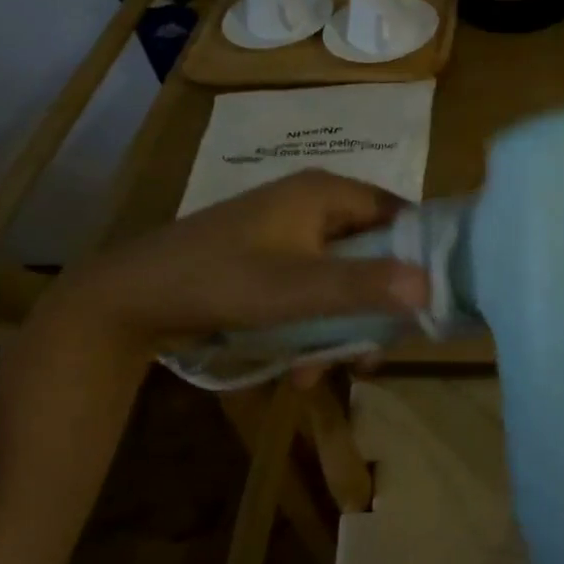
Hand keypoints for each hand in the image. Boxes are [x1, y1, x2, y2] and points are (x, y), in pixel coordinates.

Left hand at [46, 170, 430, 359]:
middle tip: (376, 351)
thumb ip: (364, 286)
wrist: (131, 297)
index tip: (431, 302)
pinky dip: (313, 324)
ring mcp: (289, 232)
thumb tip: (432, 286)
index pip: (399, 213)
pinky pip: (312, 289)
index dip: (420, 254)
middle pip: (373, 251)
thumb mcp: (296, 288)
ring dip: (342, 325)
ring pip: (342, 277)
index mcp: (325, 192)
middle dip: (375, 306)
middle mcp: (313, 205)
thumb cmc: (221, 279)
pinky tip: (298, 366)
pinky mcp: (269, 259)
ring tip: (330, 370)